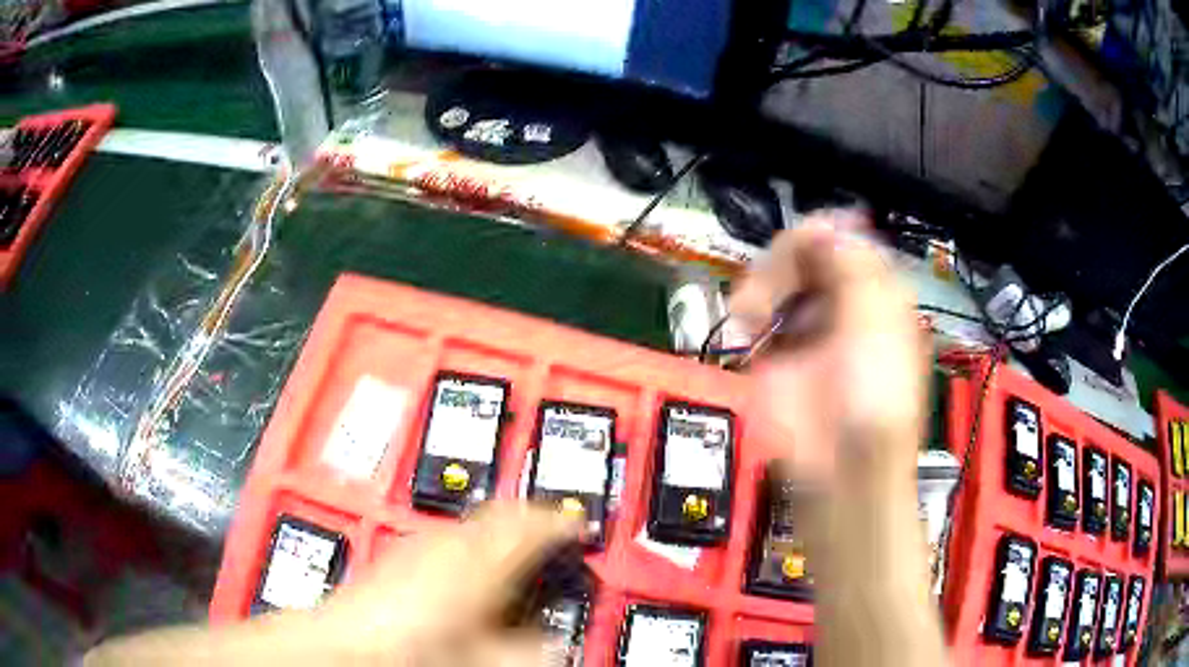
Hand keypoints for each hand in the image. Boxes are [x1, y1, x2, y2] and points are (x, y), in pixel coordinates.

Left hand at [84, 504, 576, 666]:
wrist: (334, 649)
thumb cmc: (410, 651)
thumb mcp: (485, 658)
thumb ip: (528, 649)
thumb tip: (555, 642)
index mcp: (475, 559)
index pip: (532, 522)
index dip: (562, 519)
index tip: (583, 522)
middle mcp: (445, 539)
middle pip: (502, 515)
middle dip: (533, 524)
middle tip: (556, 539)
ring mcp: (417, 543)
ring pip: (472, 523)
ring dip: (500, 535)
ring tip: (519, 557)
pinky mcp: (398, 555)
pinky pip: (447, 540)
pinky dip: (469, 549)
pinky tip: (467, 577)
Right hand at [730, 210, 927, 491]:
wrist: (840, 469)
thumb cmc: (874, 402)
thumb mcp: (878, 330)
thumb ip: (856, 271)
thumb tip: (828, 228)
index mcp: (876, 293)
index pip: (848, 240)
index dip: (826, 233)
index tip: (807, 243)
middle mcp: (841, 301)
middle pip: (808, 249)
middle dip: (787, 258)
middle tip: (776, 286)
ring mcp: (806, 323)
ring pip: (776, 272)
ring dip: (761, 281)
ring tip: (752, 310)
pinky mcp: (775, 346)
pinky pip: (754, 306)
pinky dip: (744, 306)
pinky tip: (745, 322)